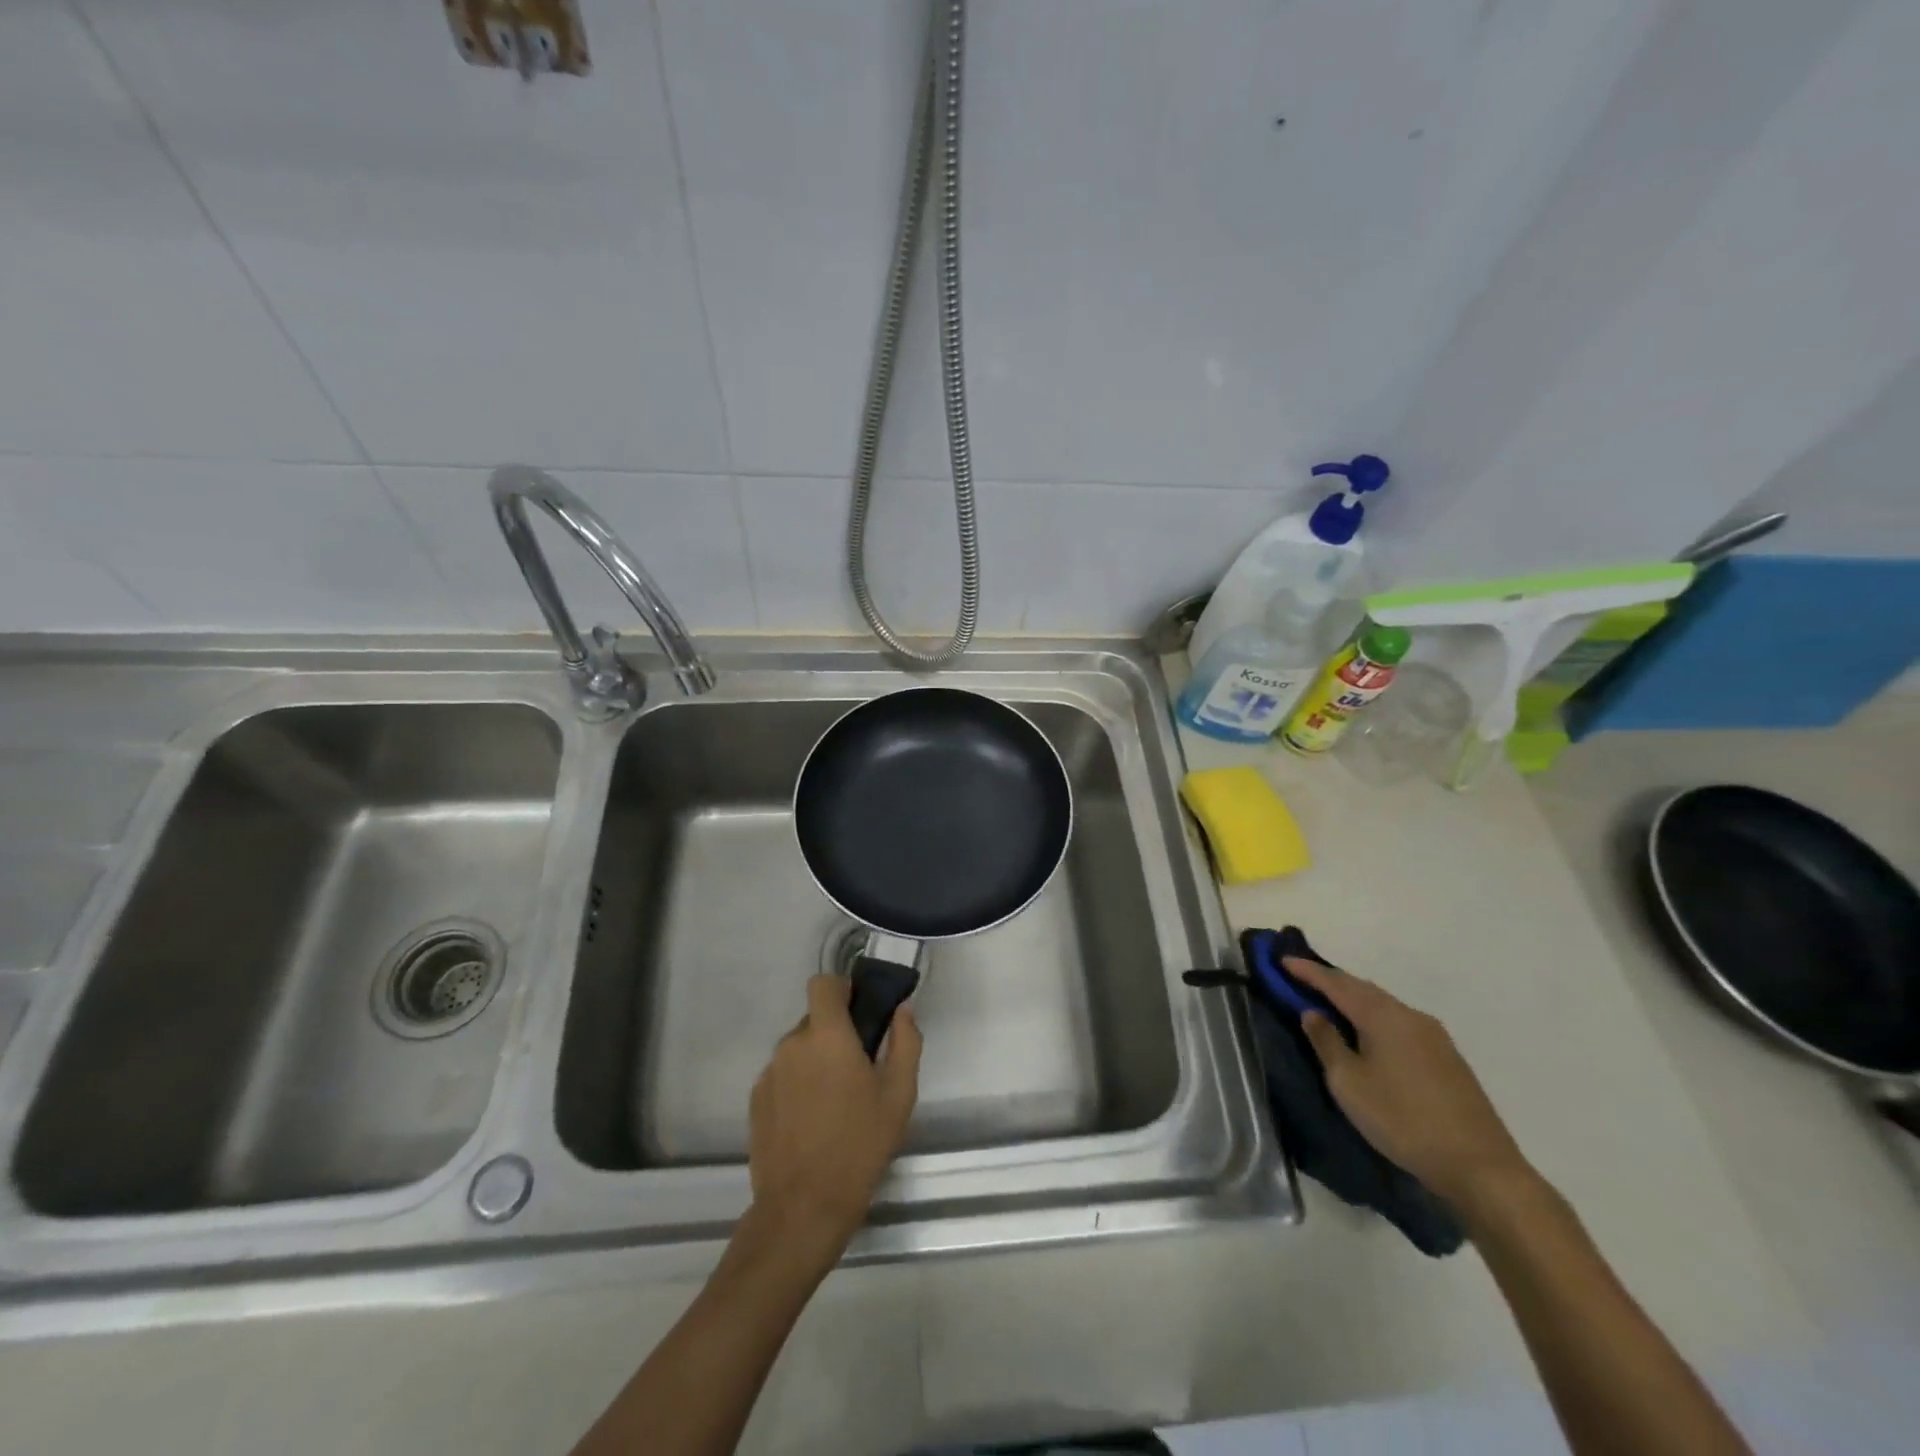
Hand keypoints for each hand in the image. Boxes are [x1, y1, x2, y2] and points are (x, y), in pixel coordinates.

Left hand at [747, 975, 922, 1262]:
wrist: (803, 1207)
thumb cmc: (860, 1145)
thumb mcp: (899, 1094)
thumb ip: (905, 1042)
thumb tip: (902, 1009)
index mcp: (827, 1035)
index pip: (823, 983)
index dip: (841, 989)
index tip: (860, 1011)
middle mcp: (792, 1044)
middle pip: (814, 1018)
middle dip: (835, 1033)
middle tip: (858, 1068)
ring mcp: (769, 1072)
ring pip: (798, 1048)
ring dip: (816, 1060)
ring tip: (836, 1101)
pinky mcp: (756, 1099)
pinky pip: (783, 1074)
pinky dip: (798, 1083)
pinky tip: (813, 1120)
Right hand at [1287, 956, 1533, 1218]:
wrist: (1479, 1166)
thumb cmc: (1402, 1120)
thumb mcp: (1348, 1083)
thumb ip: (1327, 1043)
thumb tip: (1313, 1013)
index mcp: (1382, 1016)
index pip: (1336, 983)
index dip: (1307, 971)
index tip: (1282, 959)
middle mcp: (1409, 1015)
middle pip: (1363, 988)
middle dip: (1332, 981)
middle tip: (1302, 978)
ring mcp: (1434, 1035)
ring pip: (1384, 1005)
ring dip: (1355, 999)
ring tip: (1331, 1003)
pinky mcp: (1447, 1057)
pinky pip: (1400, 1022)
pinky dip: (1375, 1017)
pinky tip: (1369, 1032)